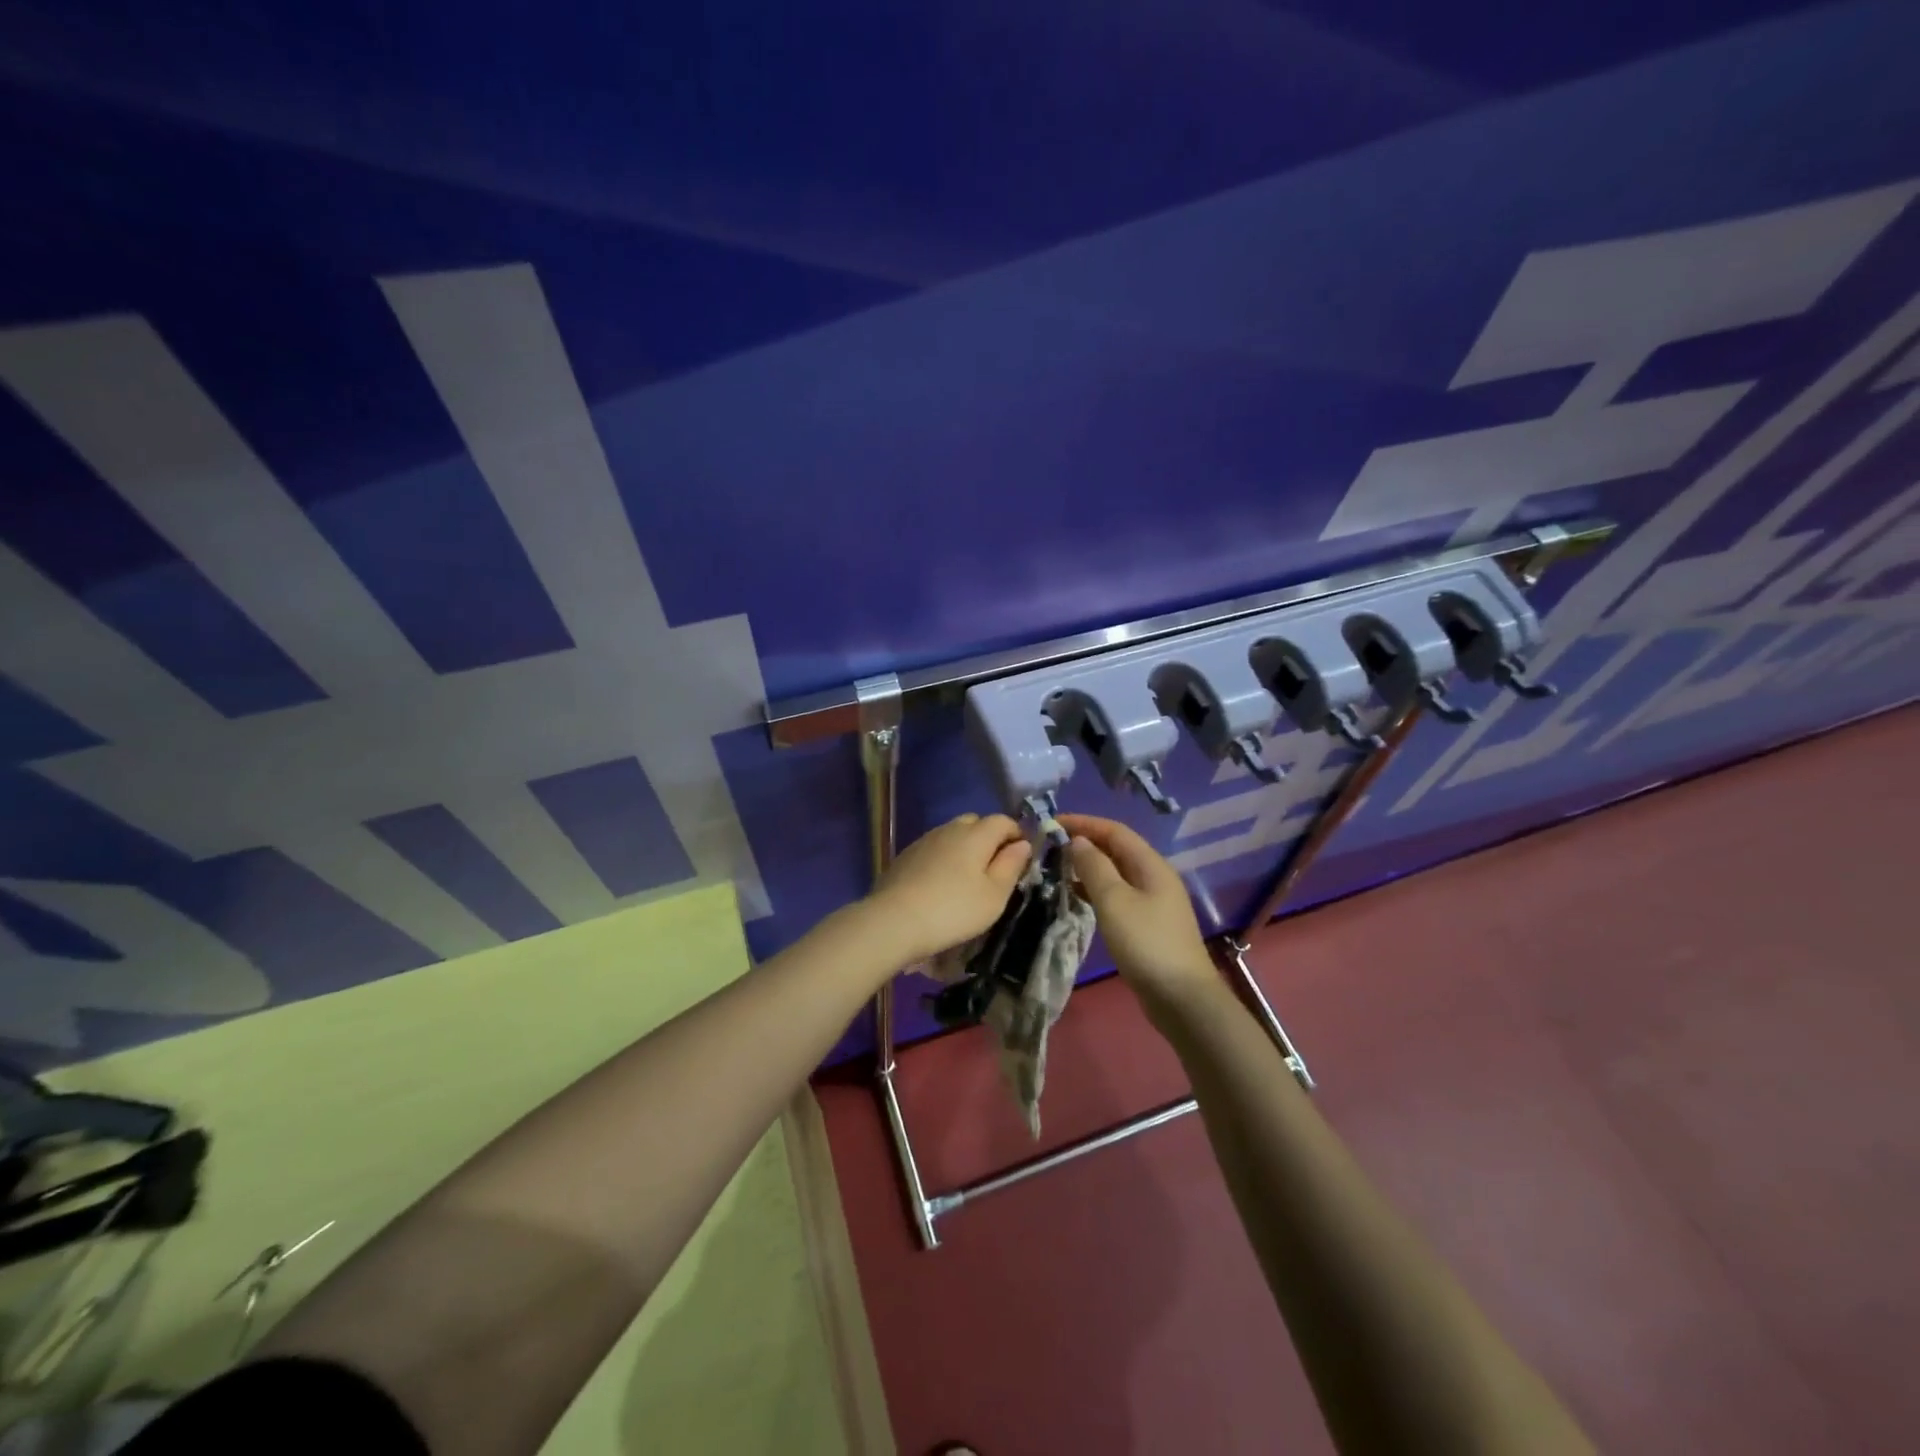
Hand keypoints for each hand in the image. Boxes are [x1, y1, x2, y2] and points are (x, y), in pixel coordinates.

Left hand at [863, 813, 1032, 964]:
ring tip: (967, 878)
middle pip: (975, 823)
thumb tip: (1022, 844)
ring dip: (964, 848)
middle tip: (994, 868)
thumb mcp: (994, 895)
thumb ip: (1011, 866)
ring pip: (951, 835)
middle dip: (989, 838)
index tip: (1021, 857)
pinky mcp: (905, 857)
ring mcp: (923, 841)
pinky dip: (943, 859)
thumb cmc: (954, 909)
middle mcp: (949, 829)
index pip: (1002, 821)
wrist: (894, 921)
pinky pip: (933, 849)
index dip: (1016, 834)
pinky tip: (940, 883)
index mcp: (975, 834)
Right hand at [1059, 814, 1218, 1011]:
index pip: (1115, 831)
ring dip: (1088, 867)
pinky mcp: (1148, 924)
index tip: (1052, 823)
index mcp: (1151, 865)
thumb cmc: (1146, 943)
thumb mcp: (1114, 901)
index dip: (1084, 823)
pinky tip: (1076, 897)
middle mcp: (1155, 877)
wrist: (1181, 998)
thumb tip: (1078, 841)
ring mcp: (1153, 901)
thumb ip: (1094, 867)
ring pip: (1116, 873)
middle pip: (1117, 849)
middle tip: (1051, 845)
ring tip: (1058, 868)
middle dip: (1085, 843)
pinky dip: (1095, 889)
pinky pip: (1118, 894)